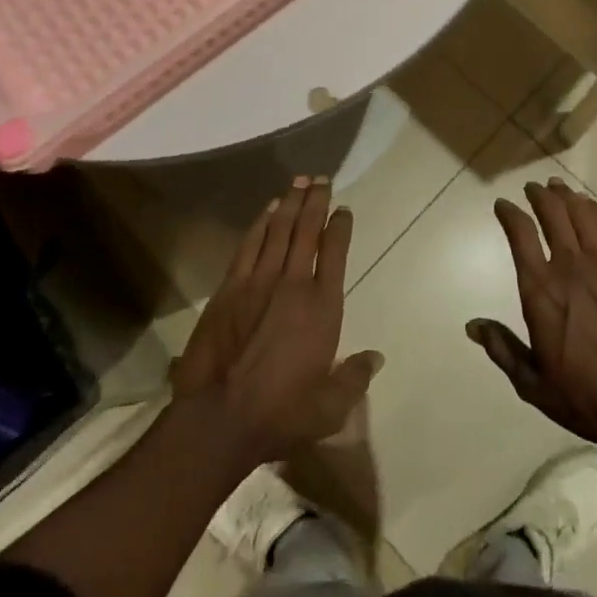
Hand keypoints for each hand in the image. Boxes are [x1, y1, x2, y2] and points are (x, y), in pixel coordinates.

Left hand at [171, 176, 383, 462]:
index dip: (340, 227)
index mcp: (322, 307)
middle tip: (322, 178)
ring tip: (299, 181)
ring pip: (279, 230)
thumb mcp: (330, 408)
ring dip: (290, 203)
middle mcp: (293, 284)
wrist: (219, 417)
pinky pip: (249, 245)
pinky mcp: (230, 288)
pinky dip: (260, 223)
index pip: (335, 253)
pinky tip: (268, 210)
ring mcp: (259, 281)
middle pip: (307, 230)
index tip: (344, 209)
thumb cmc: (281, 414)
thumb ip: (355, 378)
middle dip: (316, 201)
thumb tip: (377, 357)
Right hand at [469, 176, 596, 444]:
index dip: (509, 213)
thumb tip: (472, 325)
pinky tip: (592, 209)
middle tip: (533, 188)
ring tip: (559, 188)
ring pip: (582, 215)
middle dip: (539, 195)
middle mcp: (570, 267)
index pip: (520, 234)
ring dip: (567, 197)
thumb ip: (502, 349)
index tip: (503, 204)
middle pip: (553, 213)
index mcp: (540, 290)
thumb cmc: (585, 397)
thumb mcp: (533, 383)